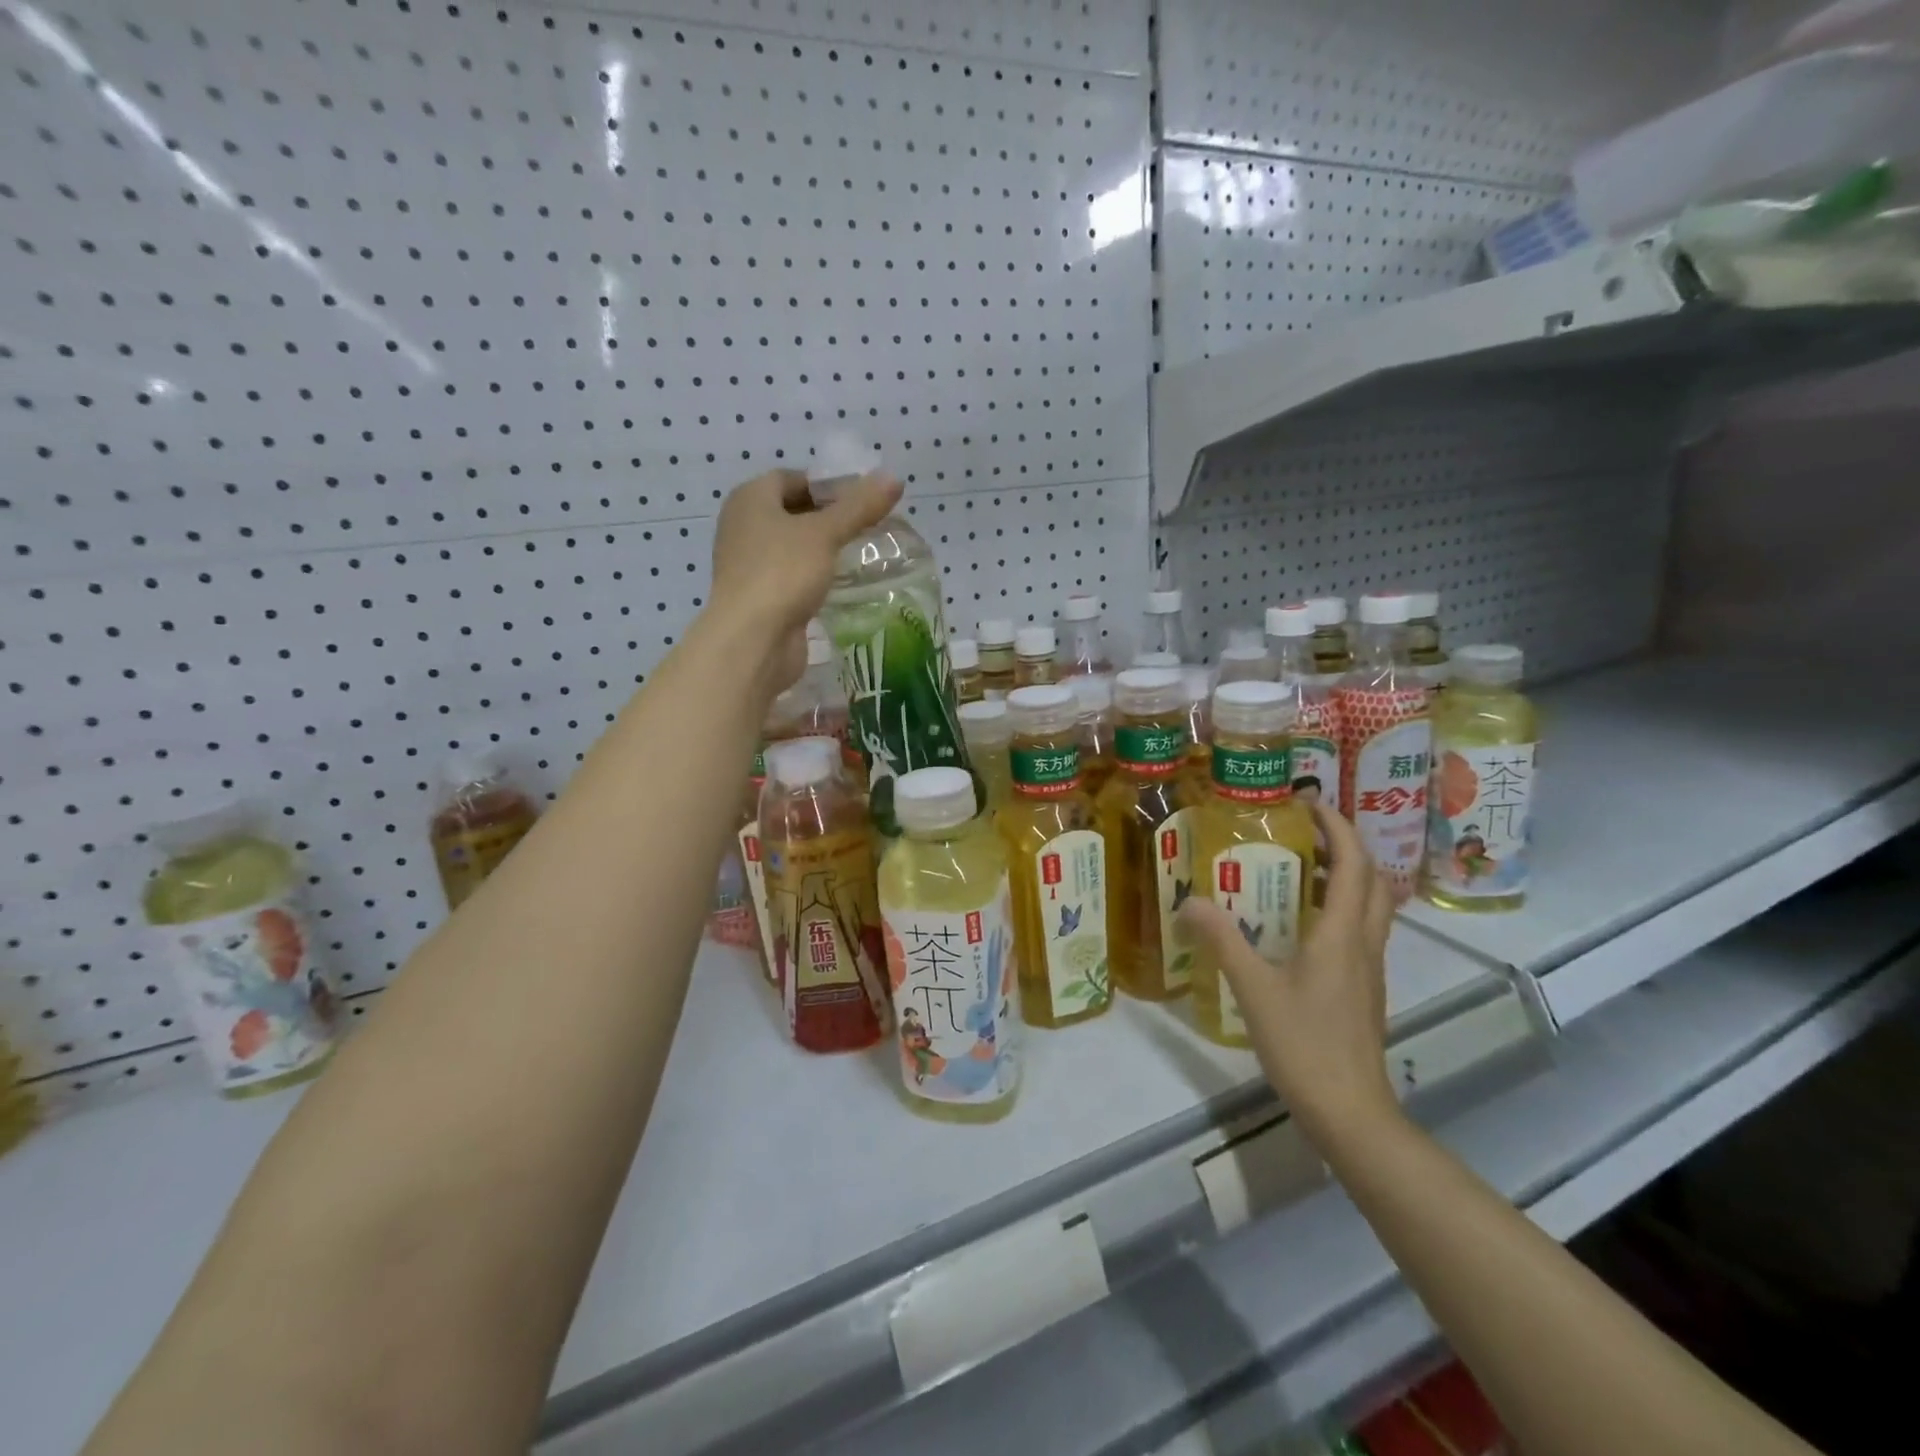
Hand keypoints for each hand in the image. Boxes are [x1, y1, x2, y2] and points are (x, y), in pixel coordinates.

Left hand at [709, 468, 901, 686]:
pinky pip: (792, 576)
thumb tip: (894, 477)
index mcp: (749, 500)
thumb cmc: (783, 573)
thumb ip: (859, 506)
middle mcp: (743, 527)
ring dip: (823, 548)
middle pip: (792, 512)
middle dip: (829, 517)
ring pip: (792, 546)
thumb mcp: (826, 533)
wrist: (753, 641)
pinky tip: (841, 583)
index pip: (791, 478)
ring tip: (861, 552)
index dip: (826, 484)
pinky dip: (814, 576)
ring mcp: (749, 564)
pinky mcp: (761, 597)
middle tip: (868, 524)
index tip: (862, 498)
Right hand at [1179, 802, 1400, 1142]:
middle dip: (1346, 846)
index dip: (1337, 827)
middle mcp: (1363, 943)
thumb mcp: (1254, 988)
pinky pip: (1359, 931)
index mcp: (1342, 934)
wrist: (1350, 1112)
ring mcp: (1369, 969)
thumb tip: (1189, 901)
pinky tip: (1302, 923)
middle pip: (1372, 880)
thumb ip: (1222, 940)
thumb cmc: (1304, 1044)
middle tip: (1306, 831)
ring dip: (1346, 876)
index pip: (1353, 864)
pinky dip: (1340, 908)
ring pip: (1370, 906)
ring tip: (1302, 867)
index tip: (1309, 803)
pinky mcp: (1364, 990)